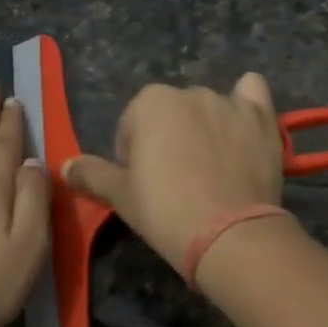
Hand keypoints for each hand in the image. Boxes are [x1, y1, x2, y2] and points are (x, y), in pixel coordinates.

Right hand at [62, 73, 283, 271]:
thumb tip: (65, 165)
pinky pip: (253, 94)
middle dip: (170, 139)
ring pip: (210, 108)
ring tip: (212, 170)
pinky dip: (246, 104)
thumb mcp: (119, 196)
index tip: (144, 185)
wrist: (229, 234)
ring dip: (206, 128)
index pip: (132, 125)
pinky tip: (243, 126)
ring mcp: (230, 103)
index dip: (133, 156)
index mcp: (150, 102)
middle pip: (171, 115)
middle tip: (176, 182)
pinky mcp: (262, 118)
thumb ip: (91, 174)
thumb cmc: (165, 210)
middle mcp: (190, 92)